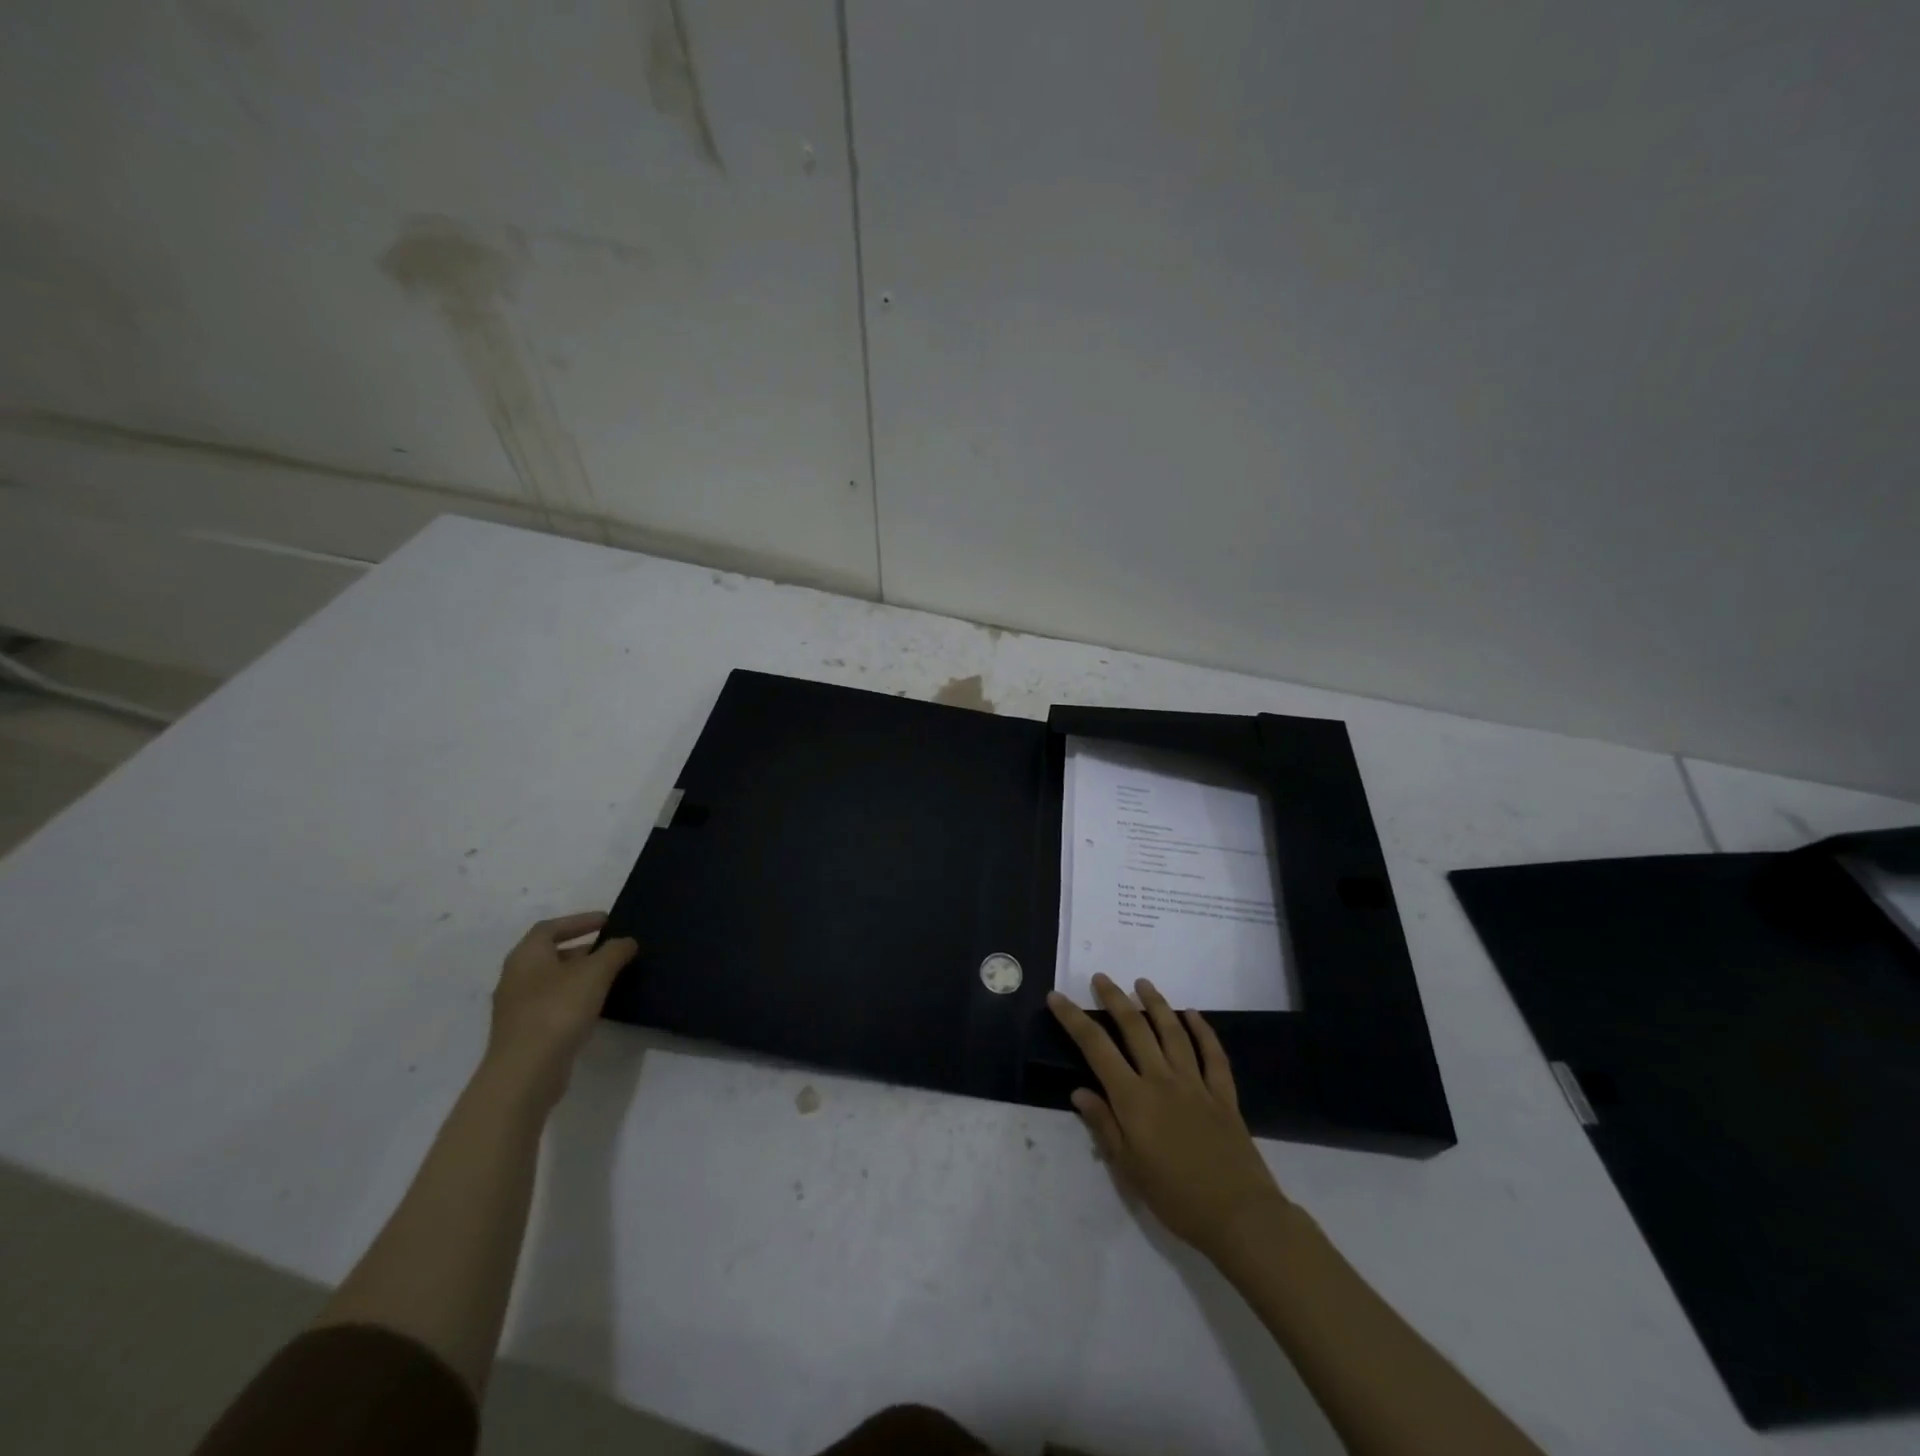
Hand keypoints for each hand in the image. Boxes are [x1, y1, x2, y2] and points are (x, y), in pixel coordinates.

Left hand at [482, 912, 637, 1111]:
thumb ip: (614, 951)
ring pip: (552, 981)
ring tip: (610, 977)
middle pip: (550, 954)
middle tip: (612, 950)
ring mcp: (517, 1008)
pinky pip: (552, 1005)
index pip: (550, 927)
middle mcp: (515, 977)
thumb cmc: (558, 1010)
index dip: (579, 921)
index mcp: (527, 956)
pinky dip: (574, 999)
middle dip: (583, 950)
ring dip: (580, 976)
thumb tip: (627, 941)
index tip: (607, 921)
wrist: (526, 1071)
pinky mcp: (525, 1033)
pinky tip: (595, 1007)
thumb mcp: (595, 972)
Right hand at [1048, 973, 1287, 1261]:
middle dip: (1115, 999)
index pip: (1096, 1048)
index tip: (1057, 997)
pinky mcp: (1223, 1094)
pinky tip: (1193, 1014)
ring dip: (1156, 1004)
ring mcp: (1195, 1083)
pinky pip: (1212, 1054)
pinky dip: (1203, 1030)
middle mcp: (1162, 1080)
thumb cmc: (1175, 1197)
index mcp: (1134, 1099)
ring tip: (1142, 983)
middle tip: (1101, 978)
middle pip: (1135, 1028)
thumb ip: (1104, 1125)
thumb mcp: (1128, 1168)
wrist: (1239, 1216)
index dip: (1074, 1019)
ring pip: (1173, 1032)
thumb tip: (1079, 1090)